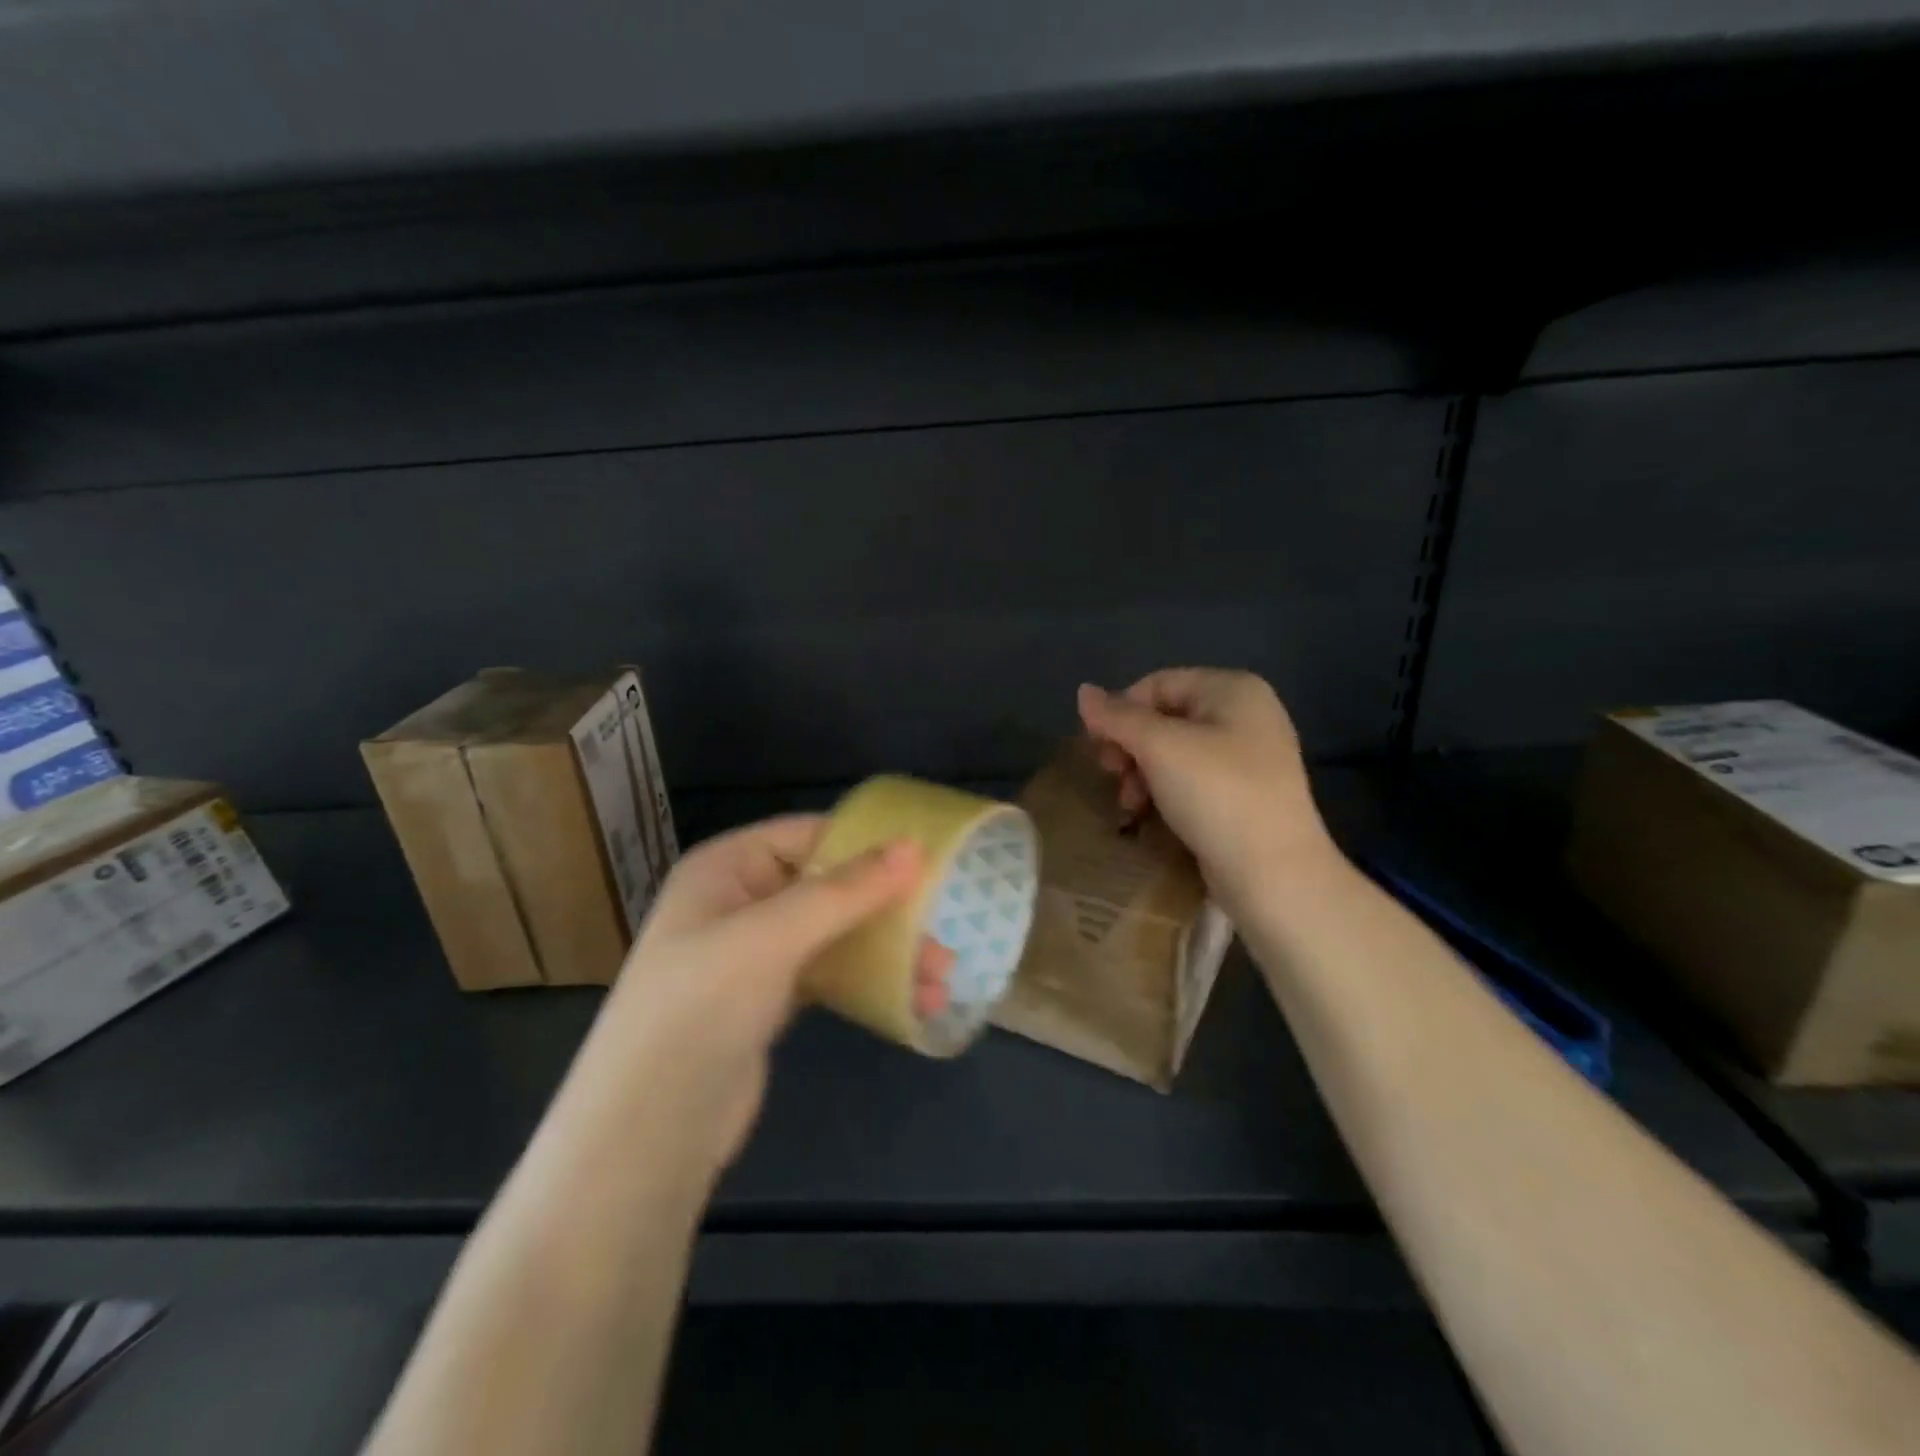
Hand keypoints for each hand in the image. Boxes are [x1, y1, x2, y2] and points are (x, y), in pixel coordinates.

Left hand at [548, 816, 921, 1195]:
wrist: (646, 1132)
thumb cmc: (701, 1007)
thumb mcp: (772, 936)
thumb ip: (845, 890)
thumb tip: (914, 846)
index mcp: (727, 867)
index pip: (809, 834)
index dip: (868, 842)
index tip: (931, 856)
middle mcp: (739, 900)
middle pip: (828, 885)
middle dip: (887, 906)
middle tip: (945, 925)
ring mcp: (753, 953)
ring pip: (834, 933)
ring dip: (886, 949)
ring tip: (941, 975)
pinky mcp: (768, 1000)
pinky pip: (829, 974)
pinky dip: (867, 982)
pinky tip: (911, 1000)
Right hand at [1077, 669, 1334, 907]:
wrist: (1273, 872)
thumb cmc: (1215, 794)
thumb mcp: (1158, 747)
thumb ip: (1117, 717)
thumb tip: (1083, 691)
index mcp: (1232, 689)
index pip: (1157, 684)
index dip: (1120, 712)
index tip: (1099, 750)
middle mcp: (1246, 714)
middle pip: (1165, 717)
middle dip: (1130, 747)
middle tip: (1113, 777)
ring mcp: (1250, 757)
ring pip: (1176, 751)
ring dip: (1142, 773)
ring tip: (1130, 804)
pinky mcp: (1246, 794)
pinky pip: (1193, 779)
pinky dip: (1166, 791)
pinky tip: (1150, 815)